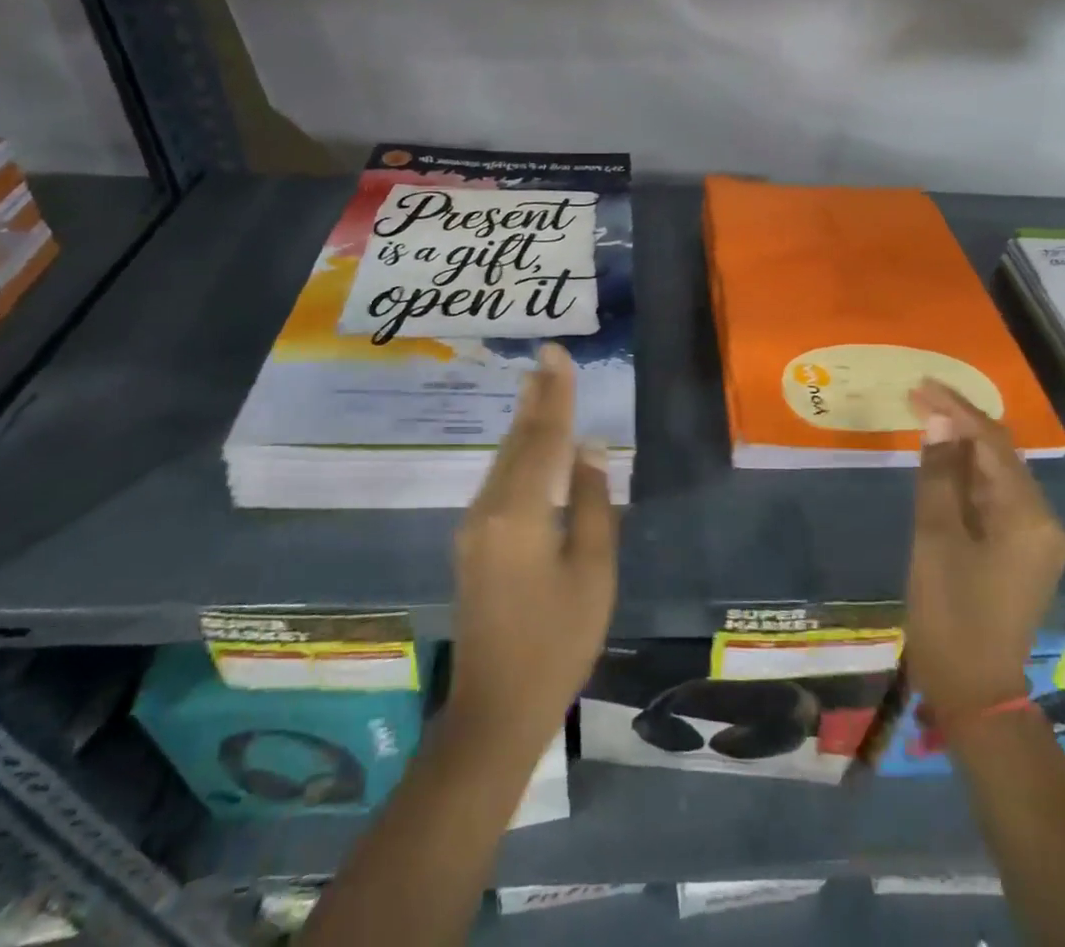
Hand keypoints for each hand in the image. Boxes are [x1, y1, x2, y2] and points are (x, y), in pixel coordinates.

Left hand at [445, 344, 617, 758]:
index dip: (555, 394)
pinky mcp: (472, 542)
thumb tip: (589, 448)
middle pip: (518, 442)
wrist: (496, 709)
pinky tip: (530, 445)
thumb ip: (591, 503)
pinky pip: (499, 481)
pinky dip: (519, 453)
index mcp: (520, 512)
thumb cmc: (558, 641)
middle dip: (536, 398)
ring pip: (505, 460)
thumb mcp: (592, 572)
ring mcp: (474, 526)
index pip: (544, 438)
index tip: (556, 354)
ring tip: (541, 387)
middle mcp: (489, 508)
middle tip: (547, 358)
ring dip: (526, 422)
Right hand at [904, 380, 1064, 728]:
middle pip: (1000, 455)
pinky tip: (941, 462)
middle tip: (917, 396)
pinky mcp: (1021, 552)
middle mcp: (1043, 520)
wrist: (974, 691)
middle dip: (959, 422)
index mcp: (1029, 516)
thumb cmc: (950, 613)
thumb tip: (938, 422)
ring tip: (924, 418)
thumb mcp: (935, 538)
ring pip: (997, 475)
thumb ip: (938, 476)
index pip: (992, 443)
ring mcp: (1035, 538)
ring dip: (962, 447)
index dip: (955, 409)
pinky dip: (967, 477)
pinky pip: (994, 499)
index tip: (920, 385)